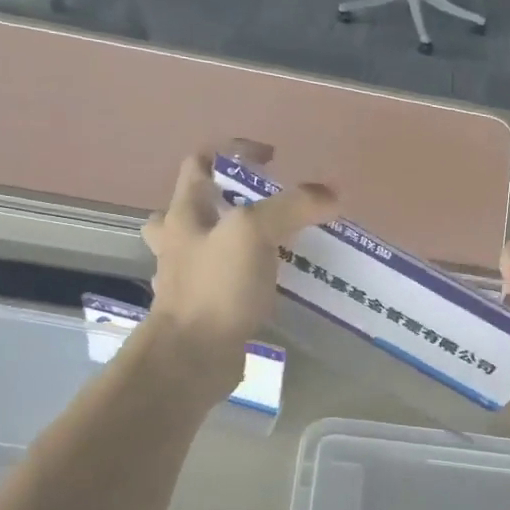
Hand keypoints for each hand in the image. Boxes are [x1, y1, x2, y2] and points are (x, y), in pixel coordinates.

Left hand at [141, 154, 336, 388]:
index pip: (199, 163)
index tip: (273, 160)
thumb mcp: (253, 232)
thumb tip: (330, 195)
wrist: (192, 357)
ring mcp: (188, 279)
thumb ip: (292, 207)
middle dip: (229, 200)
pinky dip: (248, 278)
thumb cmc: (216, 287)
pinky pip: (226, 282)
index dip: (234, 152)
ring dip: (239, 241)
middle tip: (267, 208)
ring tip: (279, 244)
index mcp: (183, 214)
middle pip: (197, 207)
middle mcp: (179, 242)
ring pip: (210, 247)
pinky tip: (275, 284)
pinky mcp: (205, 309)